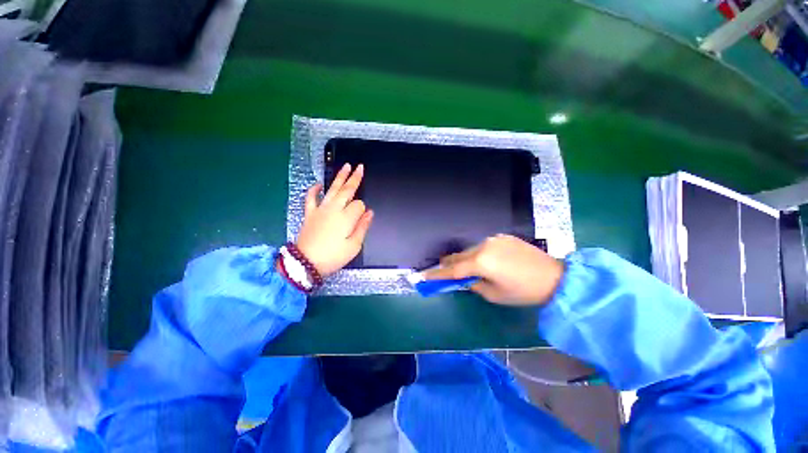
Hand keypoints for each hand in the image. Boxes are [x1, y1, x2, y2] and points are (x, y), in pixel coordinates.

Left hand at [295, 164, 373, 276]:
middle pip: (347, 190)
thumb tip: (370, 213)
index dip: (363, 209)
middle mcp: (334, 209)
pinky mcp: (310, 213)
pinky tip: (318, 184)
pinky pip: (311, 198)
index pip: (359, 205)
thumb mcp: (354, 246)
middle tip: (360, 167)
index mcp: (346, 218)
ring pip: (332, 189)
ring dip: (339, 177)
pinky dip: (314, 190)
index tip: (363, 217)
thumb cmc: (333, 256)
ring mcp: (320, 209)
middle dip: (355, 178)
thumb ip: (362, 227)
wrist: (305, 263)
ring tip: (346, 166)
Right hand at [425, 234, 563, 305]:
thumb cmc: (523, 291)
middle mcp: (484, 246)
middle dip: (449, 264)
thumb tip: (466, 279)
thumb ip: (474, 285)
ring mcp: (494, 239)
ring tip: (465, 268)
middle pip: (459, 256)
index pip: (453, 269)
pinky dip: (479, 254)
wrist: (555, 277)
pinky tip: (484, 261)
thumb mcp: (495, 295)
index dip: (438, 274)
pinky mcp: (502, 237)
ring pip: (471, 250)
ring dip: (465, 259)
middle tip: (442, 270)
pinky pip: (484, 246)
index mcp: (481, 262)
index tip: (424, 276)